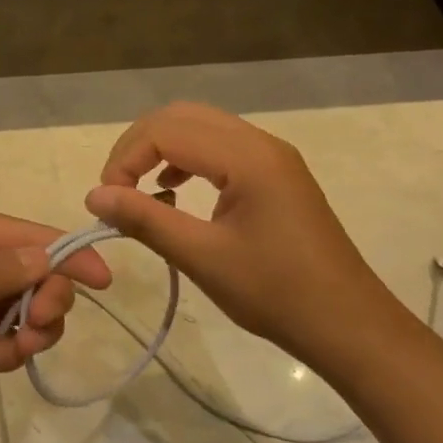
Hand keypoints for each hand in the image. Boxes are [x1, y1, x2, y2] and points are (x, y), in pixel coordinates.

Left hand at [0, 210, 111, 431]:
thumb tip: (48, 251)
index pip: (25, 234)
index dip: (65, 253)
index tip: (103, 283)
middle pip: (30, 273)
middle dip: (44, 299)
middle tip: (40, 327)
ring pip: (19, 310)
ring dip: (26, 331)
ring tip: (8, 351)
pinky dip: (3, 351)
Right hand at [85, 103, 403, 364]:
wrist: (349, 325)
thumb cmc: (276, 294)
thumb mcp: (202, 258)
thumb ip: (145, 219)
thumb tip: (94, 196)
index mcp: (246, 157)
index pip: (166, 131)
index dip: (125, 159)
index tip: (106, 201)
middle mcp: (259, 142)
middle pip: (181, 117)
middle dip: (139, 145)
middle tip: (116, 189)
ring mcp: (272, 155)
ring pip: (200, 127)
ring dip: (162, 149)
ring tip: (139, 190)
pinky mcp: (276, 173)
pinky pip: (220, 146)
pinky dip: (187, 159)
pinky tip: (175, 192)